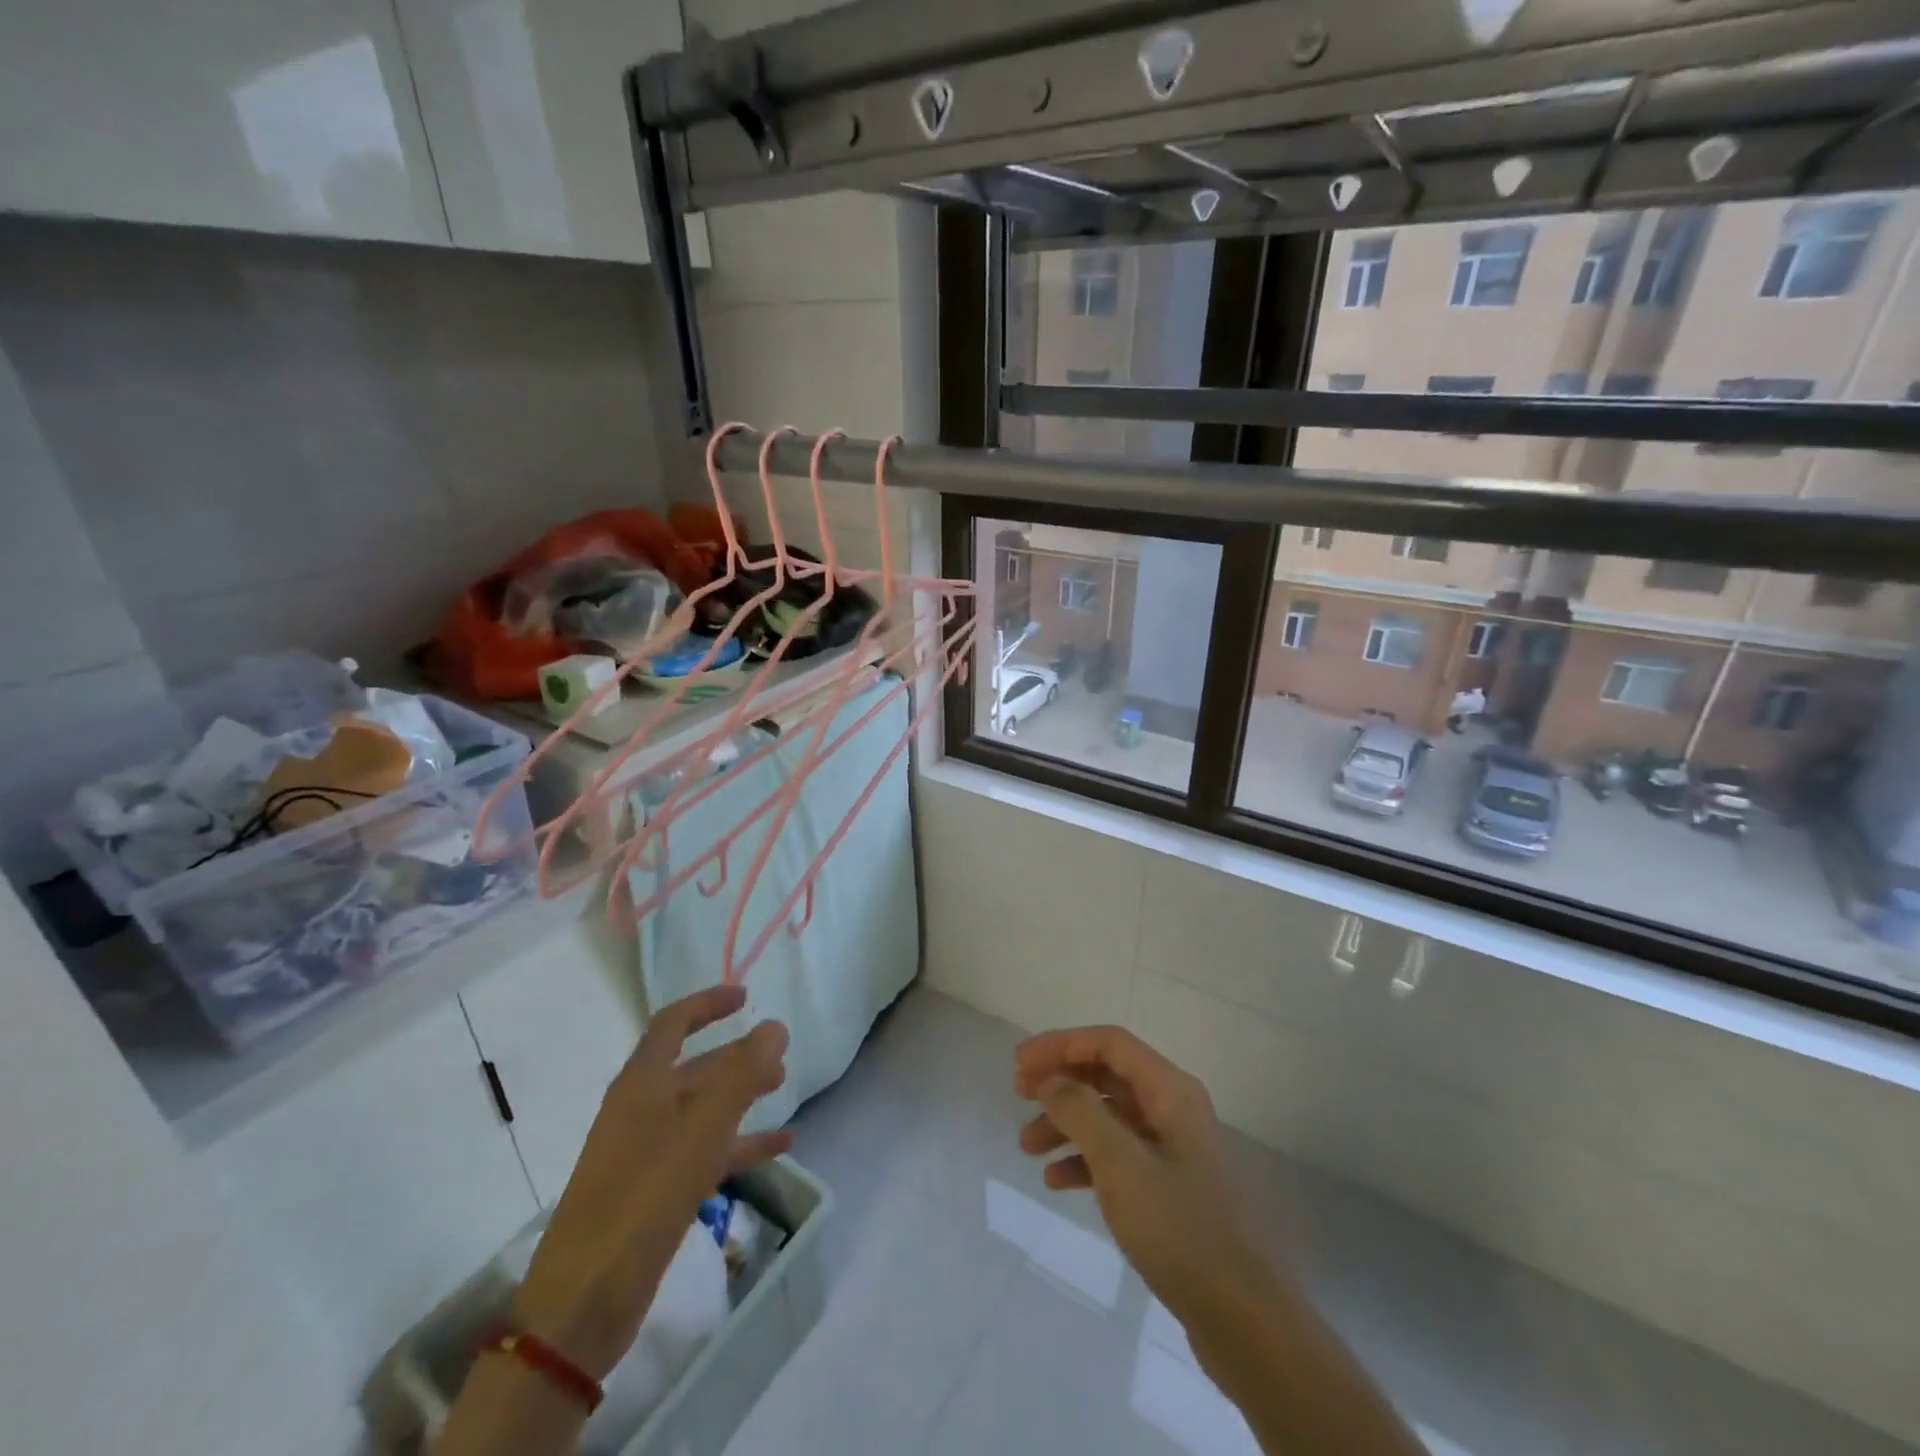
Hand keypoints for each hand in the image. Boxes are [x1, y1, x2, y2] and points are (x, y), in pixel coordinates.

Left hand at [512, 985, 790, 1380]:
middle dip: (737, 1055)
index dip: (707, 1003)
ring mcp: (645, 1152)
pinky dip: (739, 1143)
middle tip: (780, 1055)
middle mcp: (641, 1109)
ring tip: (784, 1090)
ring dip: (742, 1096)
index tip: (746, 997)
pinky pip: (704, 1151)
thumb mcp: (702, 1129)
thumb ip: (742, 1073)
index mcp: (642, 1083)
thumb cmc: (644, 1197)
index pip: (672, 1023)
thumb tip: (775, 1025)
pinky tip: (778, 1148)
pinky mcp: (653, 1191)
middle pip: (694, 1066)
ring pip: (702, 1109)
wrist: (583, 1302)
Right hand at [1014, 1025, 1273, 1334]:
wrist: (1244, 1320)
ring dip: (1066, 1123)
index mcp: (1170, 1091)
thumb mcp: (1121, 1165)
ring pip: (1109, 1116)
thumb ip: (1080, 1112)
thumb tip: (1050, 1079)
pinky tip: (1056, 1181)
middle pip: (1107, 1075)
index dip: (1061, 1045)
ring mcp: (1173, 1148)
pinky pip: (1118, 1155)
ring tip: (1026, 1146)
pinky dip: (1085, 1159)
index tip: (1020, 1063)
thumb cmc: (1180, 1229)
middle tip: (1018, 1094)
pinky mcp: (1169, 1187)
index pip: (1109, 1043)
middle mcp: (1173, 1109)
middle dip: (1061, 1081)